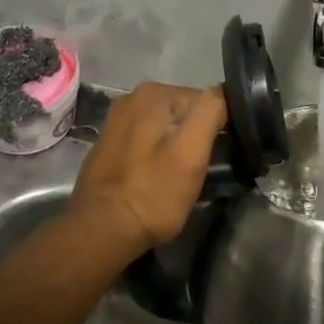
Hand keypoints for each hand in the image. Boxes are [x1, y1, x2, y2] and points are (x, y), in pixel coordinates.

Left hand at [69, 82, 225, 255]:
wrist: (101, 231)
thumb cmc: (152, 193)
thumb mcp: (191, 152)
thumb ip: (209, 112)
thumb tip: (222, 92)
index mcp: (153, 93)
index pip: (204, 101)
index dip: (217, 129)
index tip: (216, 157)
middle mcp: (131, 98)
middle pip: (183, 113)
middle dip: (195, 137)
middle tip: (198, 171)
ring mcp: (117, 121)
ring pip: (165, 129)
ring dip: (176, 148)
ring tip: (179, 178)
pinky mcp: (109, 144)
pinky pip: (146, 142)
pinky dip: (156, 155)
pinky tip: (156, 178)